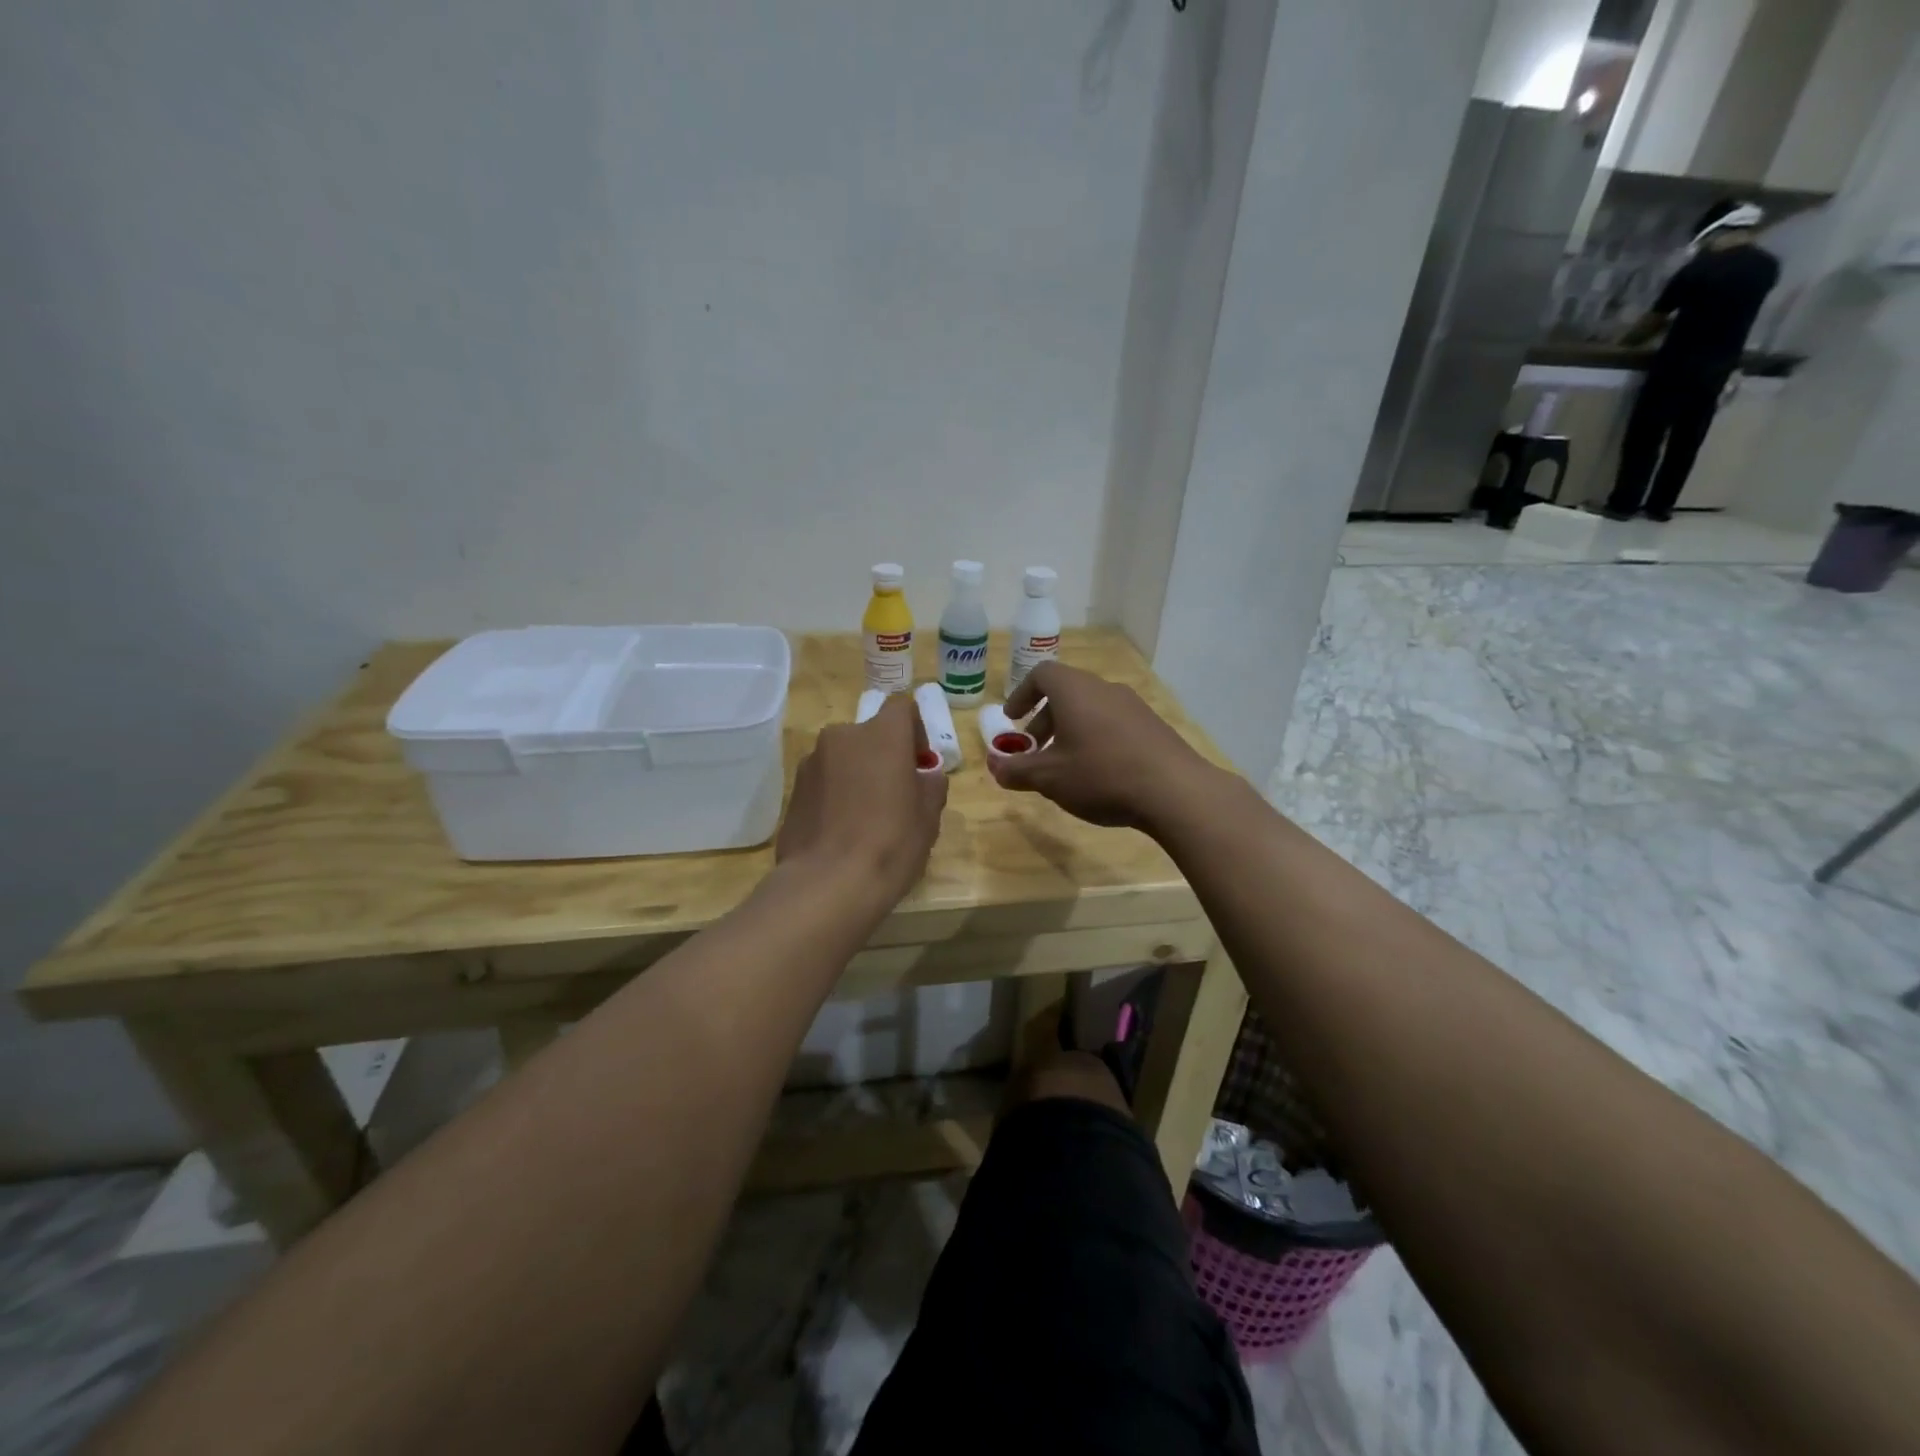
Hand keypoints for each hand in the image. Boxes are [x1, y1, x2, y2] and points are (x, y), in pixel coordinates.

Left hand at [776, 694, 946, 908]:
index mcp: (882, 735)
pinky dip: (835, 794)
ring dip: (857, 775)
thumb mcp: (929, 816)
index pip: (901, 708)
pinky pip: (824, 781)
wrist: (827, 884)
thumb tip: (924, 774)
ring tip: (865, 817)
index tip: (918, 763)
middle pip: (870, 735)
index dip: (914, 730)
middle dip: (883, 756)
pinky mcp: (793, 790)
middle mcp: (842, 737)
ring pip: (844, 758)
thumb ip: (930, 784)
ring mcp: (811, 762)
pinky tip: (841, 830)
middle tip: (894, 795)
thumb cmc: (890, 843)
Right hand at [989, 662, 1219, 830]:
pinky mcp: (1153, 726)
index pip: (1041, 674)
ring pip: (1091, 708)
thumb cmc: (1101, 775)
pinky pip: (1114, 723)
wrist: (1175, 791)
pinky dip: (1096, 738)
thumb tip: (995, 768)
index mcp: (1074, 691)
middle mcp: (1104, 688)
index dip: (1022, 694)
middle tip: (1035, 749)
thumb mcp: (1049, 778)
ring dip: (1071, 730)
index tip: (1013, 720)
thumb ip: (1017, 770)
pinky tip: (1099, 773)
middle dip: (1044, 719)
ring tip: (1065, 766)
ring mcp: (1133, 706)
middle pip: (1067, 692)